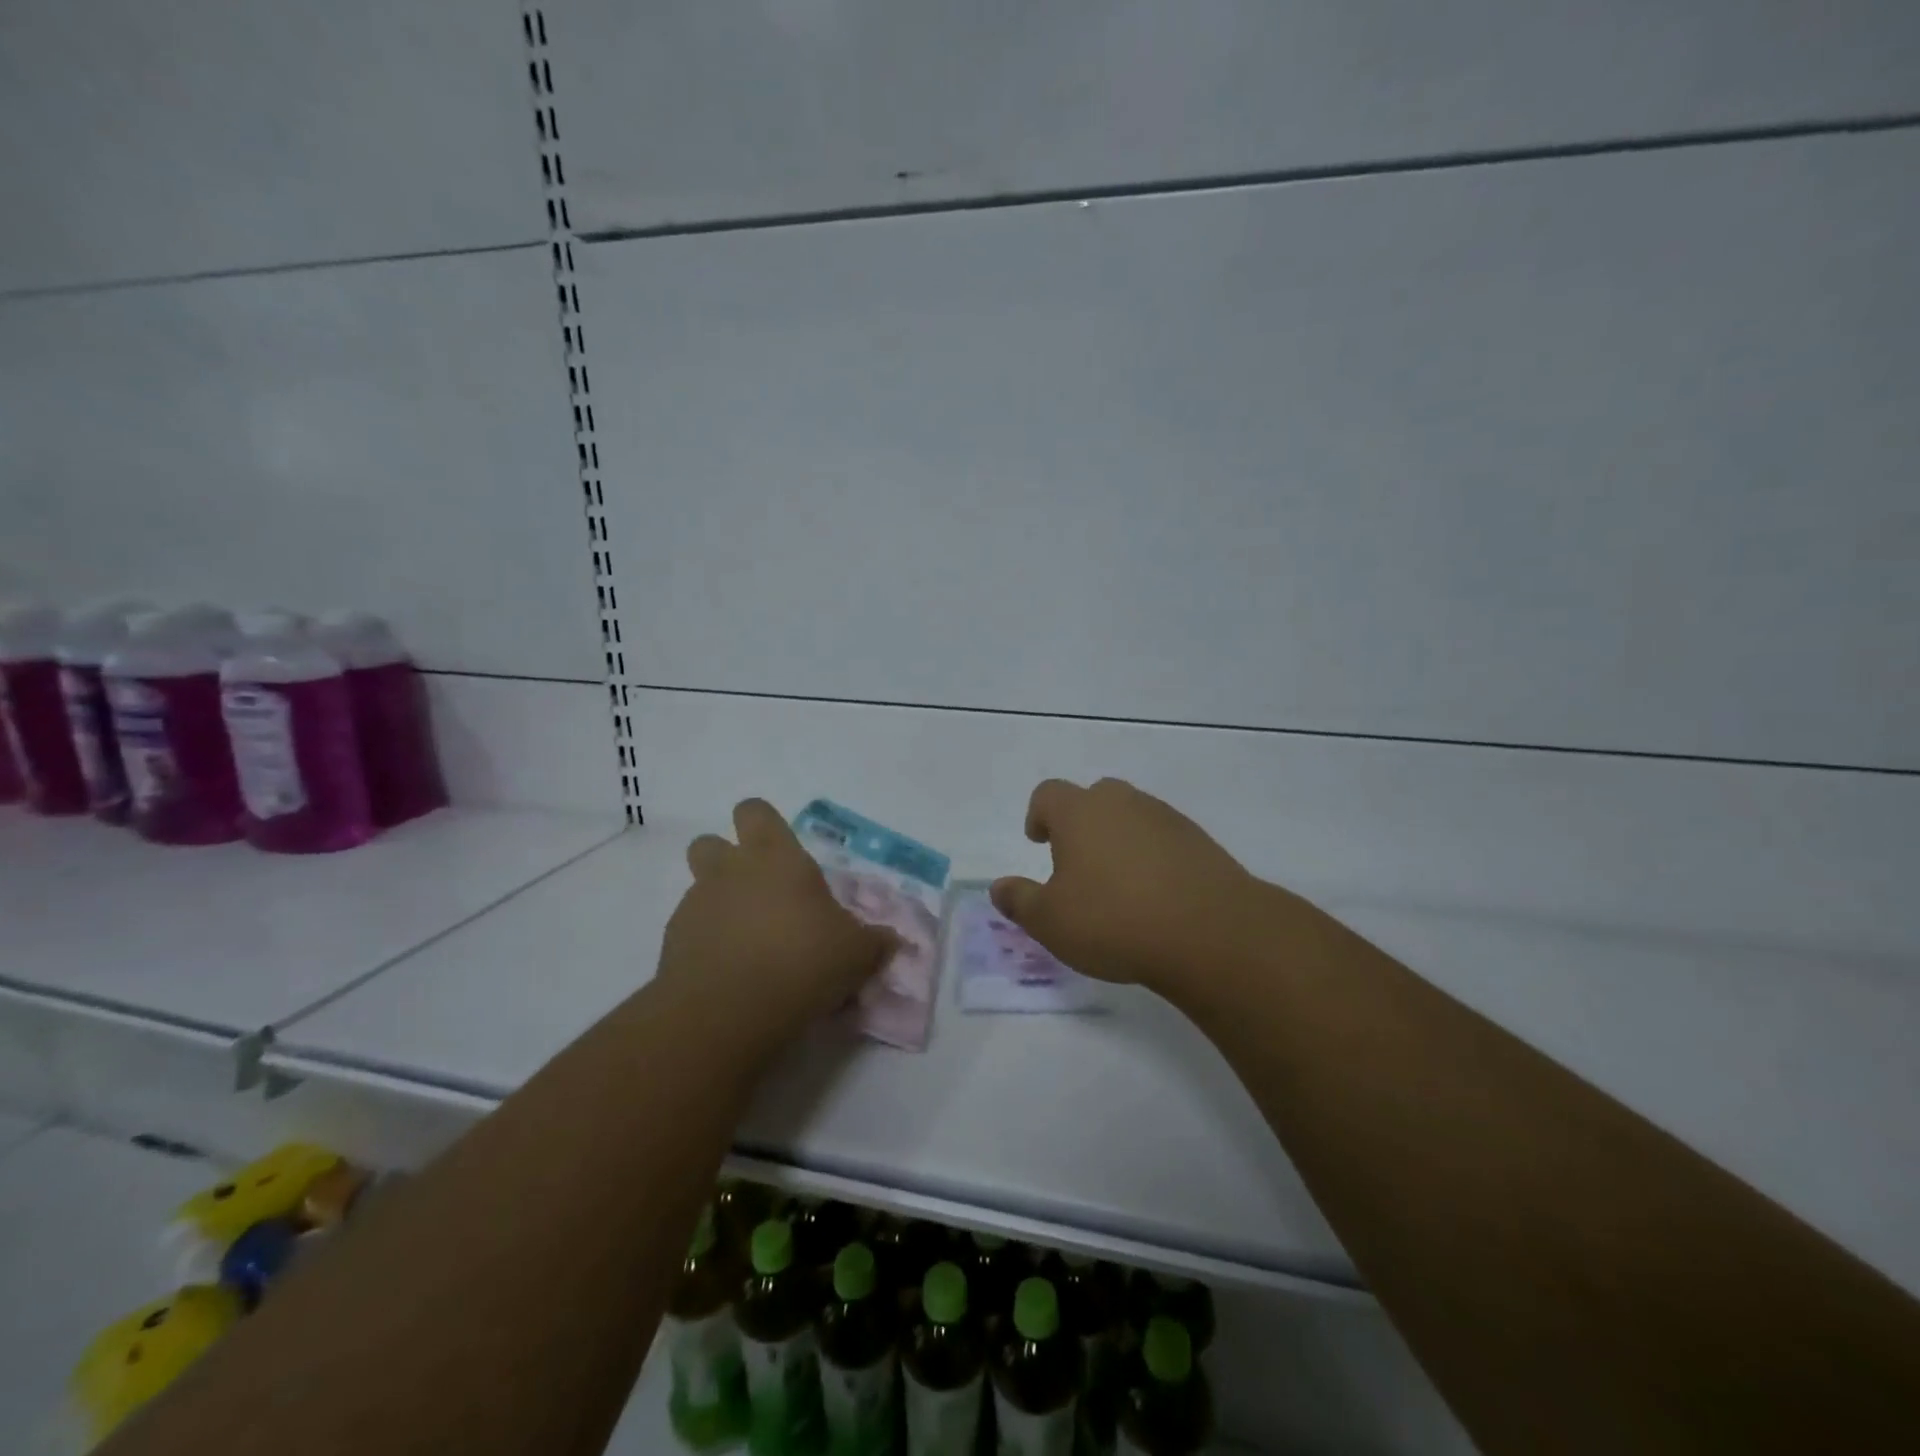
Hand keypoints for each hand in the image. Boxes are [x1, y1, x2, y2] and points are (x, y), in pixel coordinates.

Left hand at [661, 799, 896, 1038]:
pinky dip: (706, 944)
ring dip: (718, 906)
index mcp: (775, 857)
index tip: (781, 850)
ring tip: (747, 944)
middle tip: (758, 893)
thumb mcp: (856, 953)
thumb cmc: (801, 962)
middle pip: (710, 842)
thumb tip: (890, 941)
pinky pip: (690, 932)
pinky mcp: (671, 944)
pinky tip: (730, 974)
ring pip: (699, 889)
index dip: (764, 824)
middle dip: (727, 860)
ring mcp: (695, 906)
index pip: (755, 811)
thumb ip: (873, 941)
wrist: (727, 1012)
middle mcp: (729, 871)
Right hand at [990, 778, 1263, 993]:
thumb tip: (998, 888)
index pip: (1048, 794)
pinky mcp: (1199, 840)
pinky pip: (1163, 837)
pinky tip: (1155, 893)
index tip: (1038, 840)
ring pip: (1131, 815)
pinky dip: (1153, 855)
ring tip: (1118, 882)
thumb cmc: (1113, 920)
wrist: (1209, 931)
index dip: (1039, 815)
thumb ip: (1020, 901)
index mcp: (1079, 812)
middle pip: (1094, 797)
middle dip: (1081, 822)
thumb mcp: (1051, 922)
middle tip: (1077, 860)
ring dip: (1119, 838)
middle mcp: (1122, 803)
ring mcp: (1164, 817)